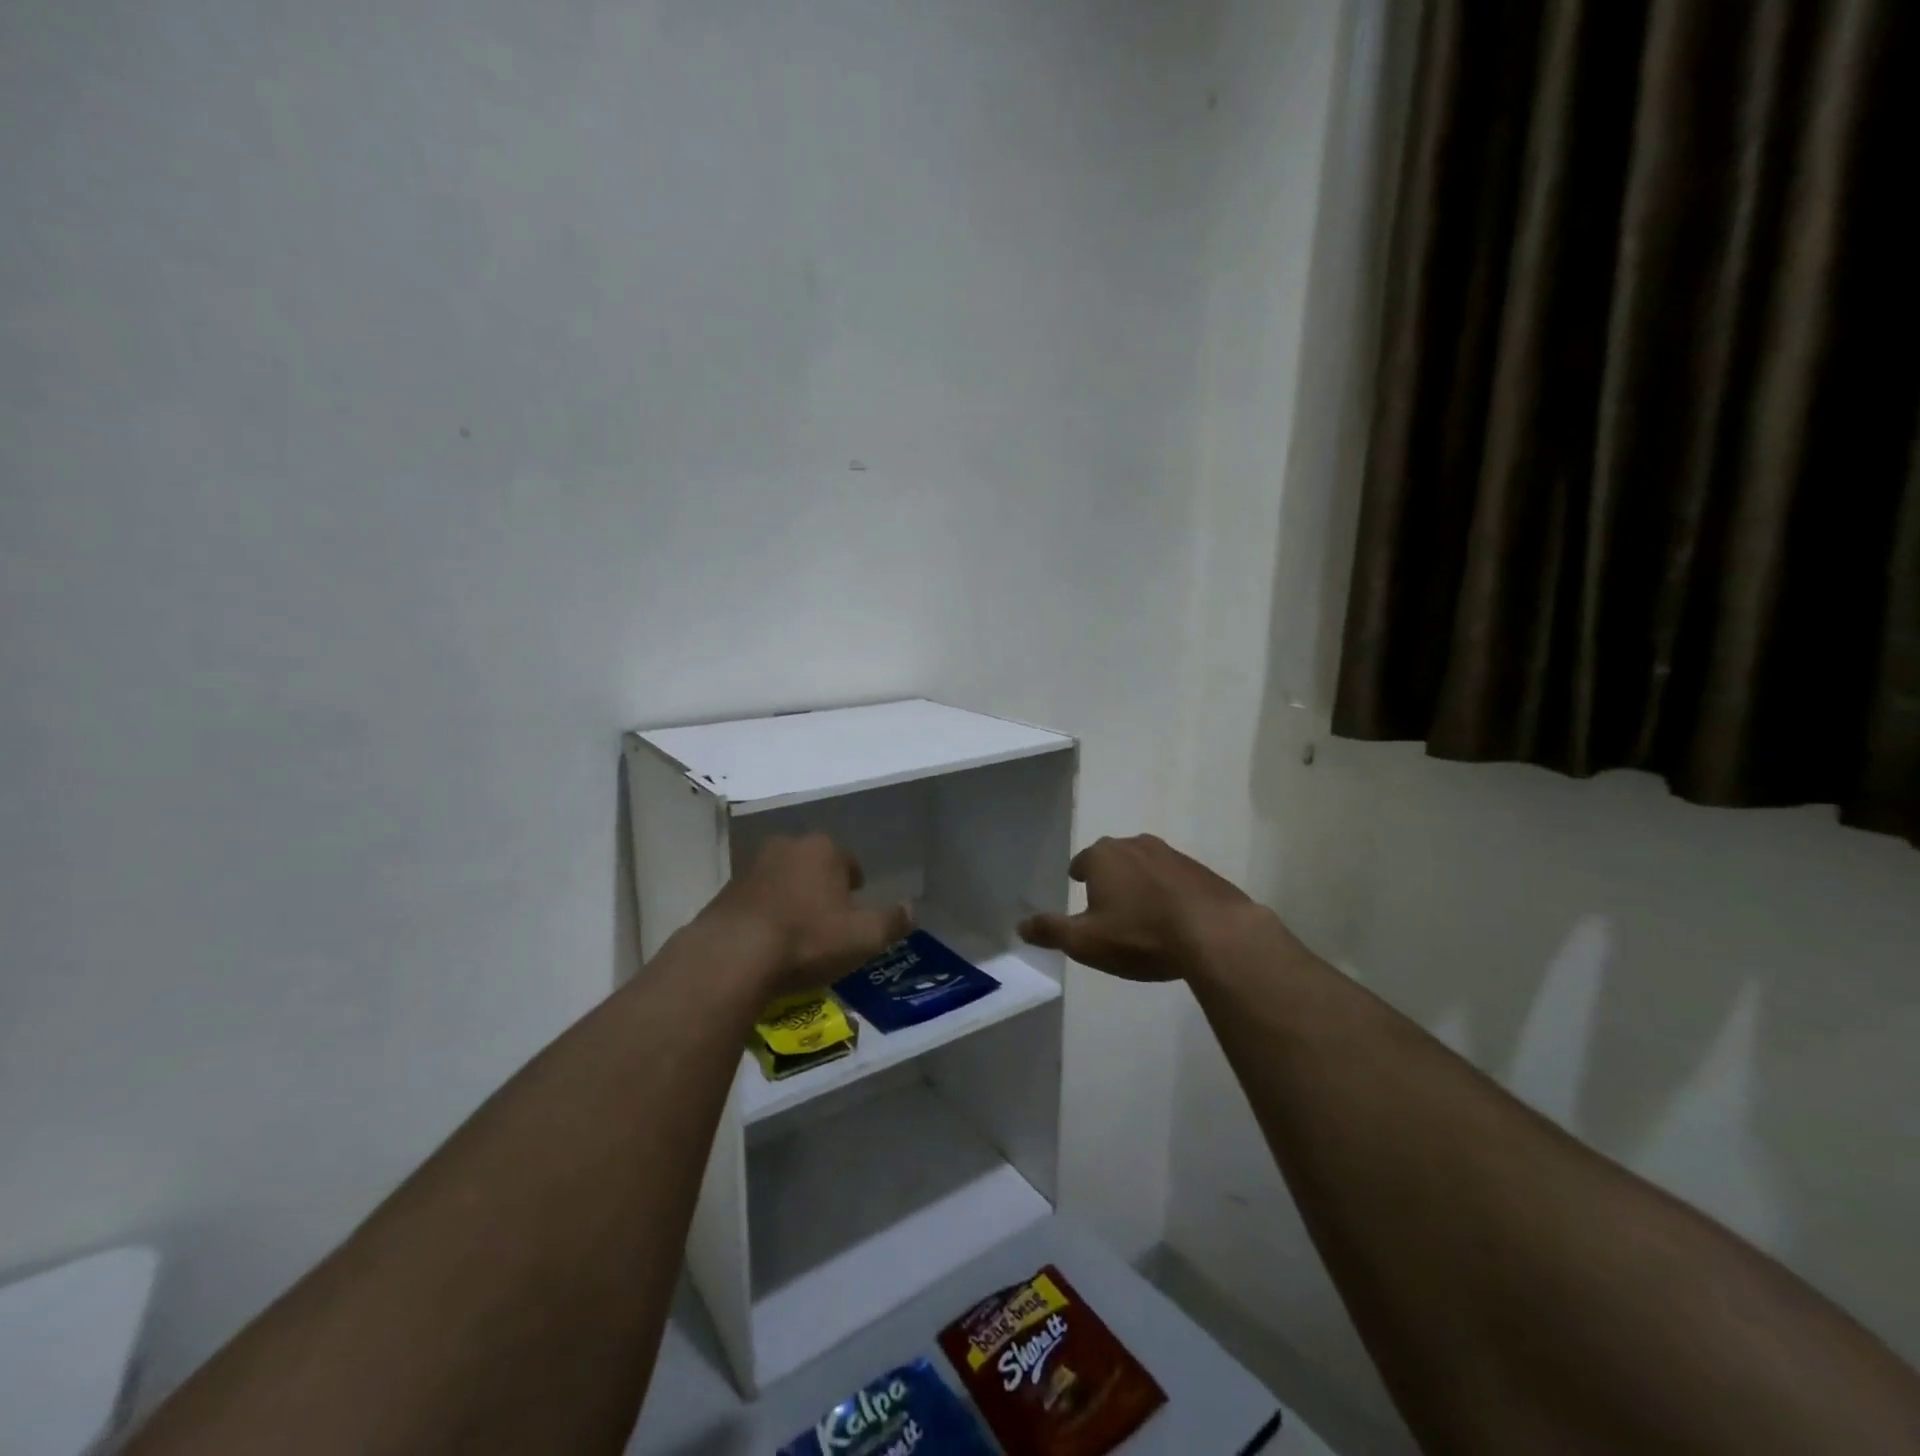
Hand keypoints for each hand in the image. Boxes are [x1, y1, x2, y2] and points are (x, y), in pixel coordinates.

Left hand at [699, 834, 912, 996]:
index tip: (855, 911)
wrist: (732, 956)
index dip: (856, 887)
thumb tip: (912, 910)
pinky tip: (767, 944)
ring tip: (797, 935)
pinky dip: (765, 916)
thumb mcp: (864, 937)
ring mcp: (751, 868)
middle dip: (822, 888)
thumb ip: (892, 921)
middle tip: (828, 922)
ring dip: (791, 900)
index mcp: (823, 850)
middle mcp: (787, 847)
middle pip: (813, 866)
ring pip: (783, 881)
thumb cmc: (808, 939)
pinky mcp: (725, 893)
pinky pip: (756, 901)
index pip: (849, 862)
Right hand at [1018, 834, 1261, 980]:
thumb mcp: (1086, 942)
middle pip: (1113, 857)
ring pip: (1144, 864)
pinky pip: (1173, 877)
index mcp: (1104, 856)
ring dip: (1139, 881)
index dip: (1079, 876)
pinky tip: (1172, 915)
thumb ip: (1051, 931)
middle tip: (1107, 902)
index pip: (1082, 861)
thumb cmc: (1141, 935)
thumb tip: (1019, 926)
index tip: (1080, 889)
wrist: (1215, 933)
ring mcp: (1171, 854)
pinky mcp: (1201, 870)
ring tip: (1140, 910)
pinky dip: (1167, 891)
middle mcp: (1135, 845)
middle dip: (1108, 875)